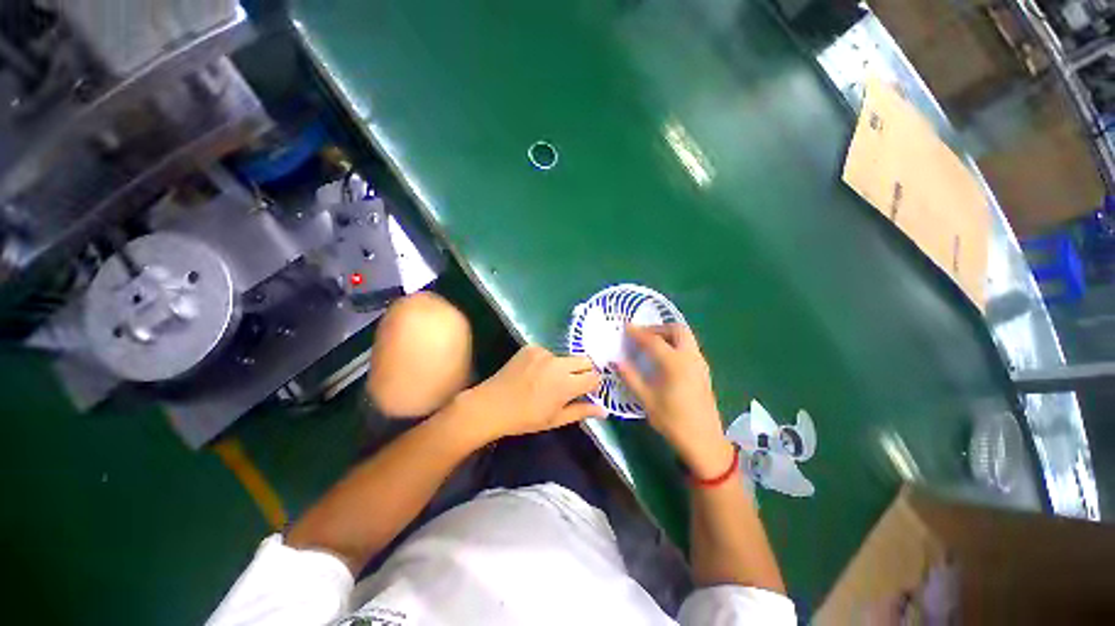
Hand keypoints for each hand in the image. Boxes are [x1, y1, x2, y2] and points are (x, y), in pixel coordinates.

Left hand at [454, 345, 605, 443]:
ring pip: (566, 357)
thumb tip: (604, 410)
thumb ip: (582, 411)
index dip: (594, 384)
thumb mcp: (555, 419)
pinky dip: (548, 362)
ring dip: (565, 367)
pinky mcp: (531, 347)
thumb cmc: (525, 418)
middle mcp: (558, 364)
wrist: (491, 405)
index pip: (594, 376)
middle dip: (584, 371)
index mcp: (566, 384)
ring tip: (549, 380)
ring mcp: (544, 353)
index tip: (588, 391)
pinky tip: (535, 373)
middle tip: (573, 384)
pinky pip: (549, 353)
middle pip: (585, 360)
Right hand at [616, 324, 734, 478]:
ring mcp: (700, 363)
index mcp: (675, 363)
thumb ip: (630, 377)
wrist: (704, 441)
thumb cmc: (673, 421)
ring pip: (686, 337)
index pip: (653, 340)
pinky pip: (690, 347)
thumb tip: (616, 361)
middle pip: (676, 329)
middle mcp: (690, 357)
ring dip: (668, 334)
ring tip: (651, 344)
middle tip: (642, 335)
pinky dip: (676, 343)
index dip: (637, 332)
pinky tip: (665, 357)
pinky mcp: (704, 371)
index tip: (625, 327)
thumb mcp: (646, 399)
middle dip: (658, 328)